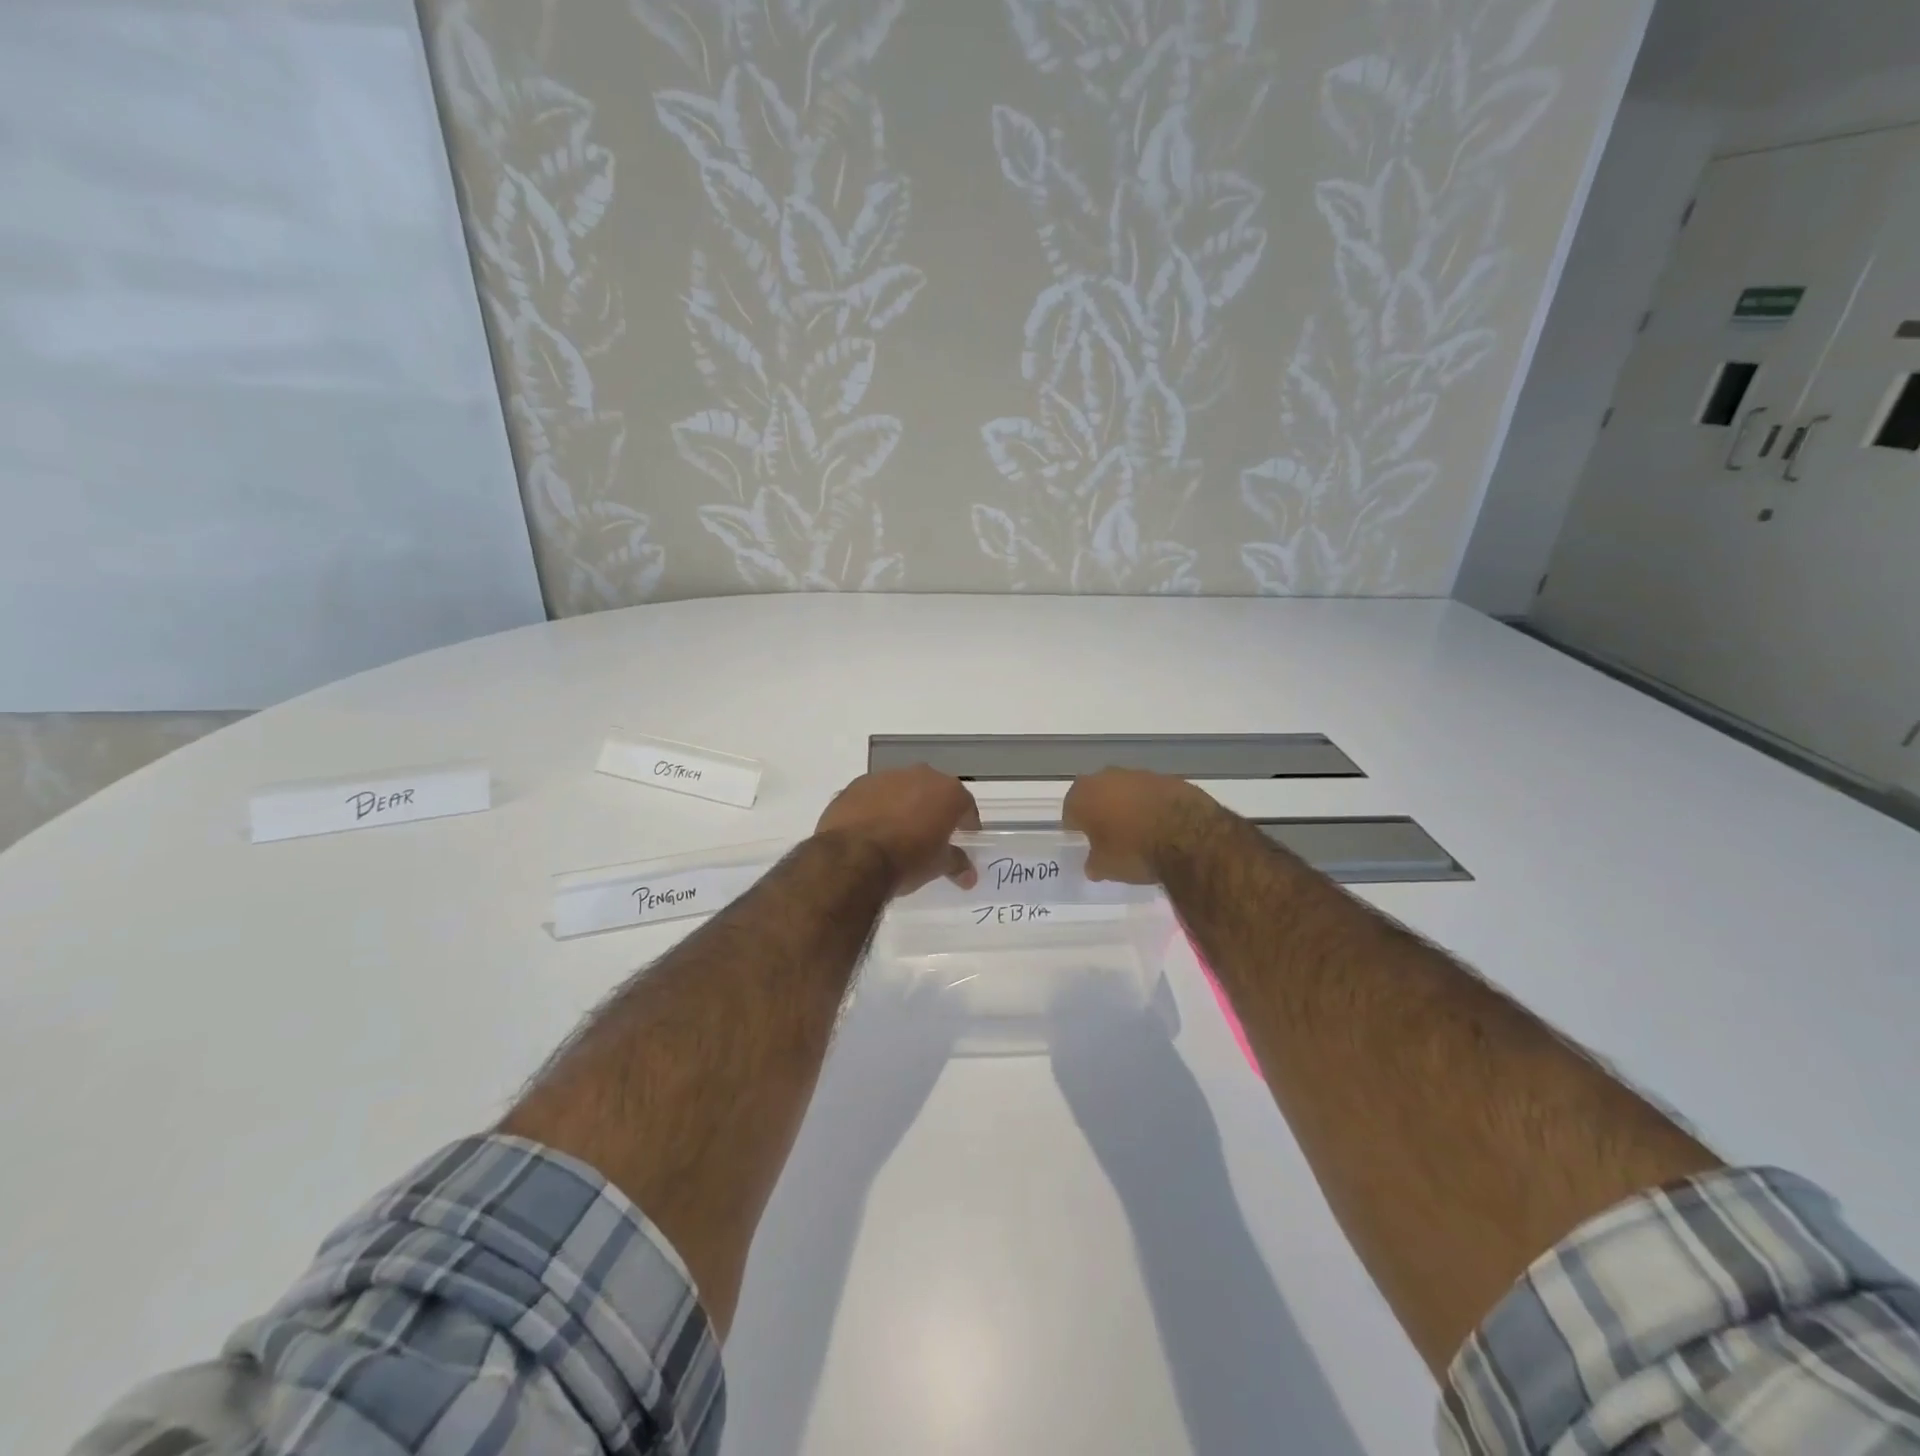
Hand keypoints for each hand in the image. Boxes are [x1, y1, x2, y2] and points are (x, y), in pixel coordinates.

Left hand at [815, 765, 979, 894]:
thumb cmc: (907, 859)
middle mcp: (920, 775)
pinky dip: (877, 807)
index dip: (967, 822)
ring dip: (904, 805)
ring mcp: (886, 776)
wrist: (853, 856)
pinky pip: (875, 795)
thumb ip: (956, 864)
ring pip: (902, 789)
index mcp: (948, 792)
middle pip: (934, 791)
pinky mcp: (857, 784)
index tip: (964, 836)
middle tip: (931, 833)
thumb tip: (969, 876)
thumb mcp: (938, 865)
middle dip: (935, 809)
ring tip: (898, 832)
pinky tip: (871, 829)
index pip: (966, 805)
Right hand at [1062, 768, 1222, 884]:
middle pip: (1097, 793)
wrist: (1188, 836)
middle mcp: (1107, 777)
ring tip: (1138, 830)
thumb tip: (1093, 863)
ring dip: (1128, 805)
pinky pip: (1152, 793)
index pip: (1070, 810)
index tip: (1083, 839)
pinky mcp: (1168, 778)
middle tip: (1109, 834)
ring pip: (1125, 790)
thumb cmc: (1134, 851)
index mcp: (1084, 795)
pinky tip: (1161, 824)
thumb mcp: (1106, 867)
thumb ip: (1094, 862)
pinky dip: (1152, 805)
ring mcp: (1140, 775)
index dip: (1076, 825)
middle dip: (1101, 810)